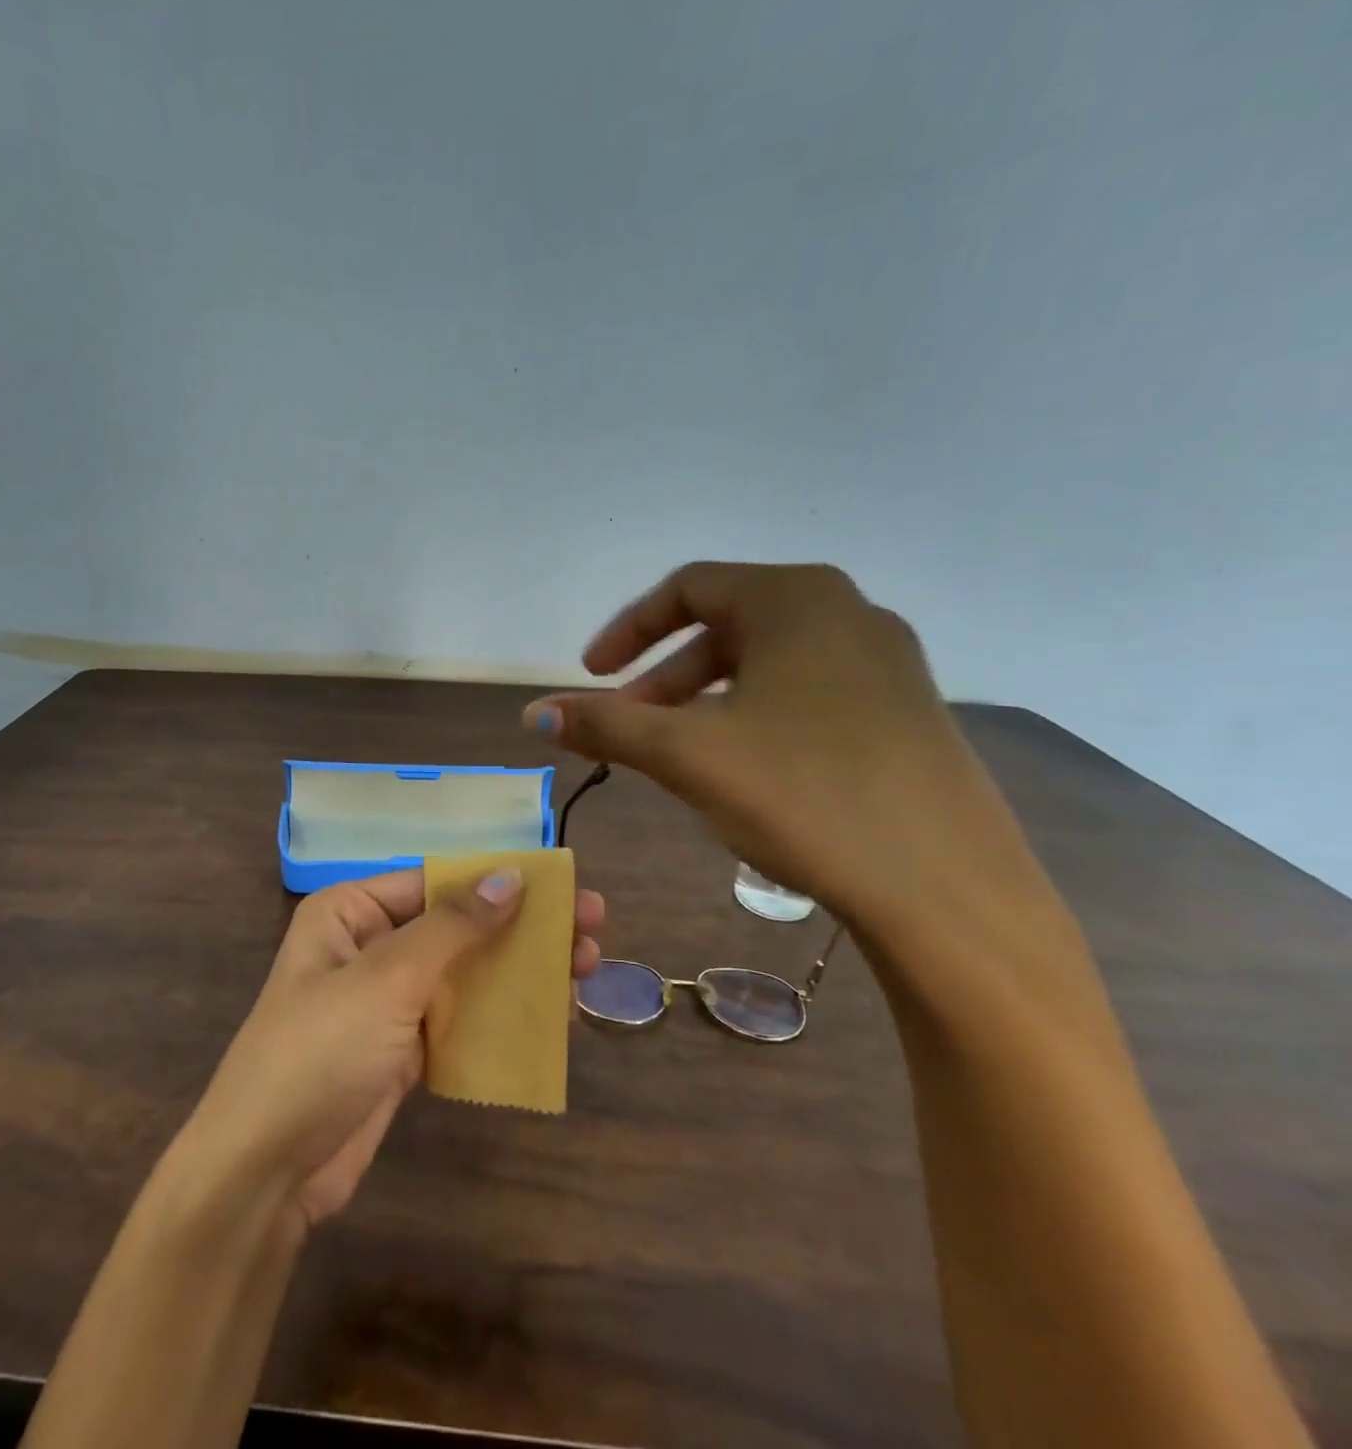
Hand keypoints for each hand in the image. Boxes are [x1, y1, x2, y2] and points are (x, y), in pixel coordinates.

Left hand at [179, 869, 604, 1230]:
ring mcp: (387, 1001)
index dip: (497, 879)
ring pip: (465, 974)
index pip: (434, 881)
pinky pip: (461, 1020)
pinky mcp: (403, 1050)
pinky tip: (553, 1015)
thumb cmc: (319, 1049)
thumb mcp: (385, 977)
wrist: (266, 1167)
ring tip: (587, 967)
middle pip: (457, 926)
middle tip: (593, 924)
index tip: (559, 883)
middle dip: (522, 926)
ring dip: (520, 970)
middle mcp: (369, 947)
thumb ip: (451, 927)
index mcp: (351, 912)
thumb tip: (509, 877)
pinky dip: (502, 1016)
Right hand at [522, 562, 1042, 947]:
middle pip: (727, 625)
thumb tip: (532, 714)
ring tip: (677, 752)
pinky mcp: (906, 713)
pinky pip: (807, 694)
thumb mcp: (687, 755)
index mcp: (798, 600)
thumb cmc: (804, 795)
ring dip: (705, 699)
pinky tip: (744, 772)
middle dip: (664, 674)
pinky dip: (754, 717)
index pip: (689, 588)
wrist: (946, 890)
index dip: (627, 629)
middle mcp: (849, 613)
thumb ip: (604, 725)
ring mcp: (887, 664)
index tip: (590, 675)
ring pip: (767, 663)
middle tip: (628, 722)